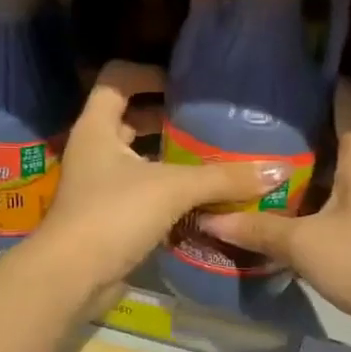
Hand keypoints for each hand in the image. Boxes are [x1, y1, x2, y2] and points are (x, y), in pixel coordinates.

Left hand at [37, 61, 287, 301]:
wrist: (72, 277)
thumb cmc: (114, 215)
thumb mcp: (173, 189)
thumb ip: (223, 177)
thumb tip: (278, 170)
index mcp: (97, 127)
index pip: (117, 79)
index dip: (148, 74)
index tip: (184, 84)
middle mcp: (94, 150)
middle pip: (130, 118)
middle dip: (167, 117)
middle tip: (208, 121)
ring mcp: (99, 185)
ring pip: (138, 158)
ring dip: (171, 157)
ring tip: (213, 156)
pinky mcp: (109, 216)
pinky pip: (143, 191)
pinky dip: (168, 190)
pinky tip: (201, 197)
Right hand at [203, 83, 350, 345]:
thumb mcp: (301, 245)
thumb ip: (254, 227)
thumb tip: (208, 219)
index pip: (343, 96)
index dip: (315, 84)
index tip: (282, 79)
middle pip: (345, 123)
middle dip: (308, 120)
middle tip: (265, 119)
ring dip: (320, 150)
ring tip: (275, 148)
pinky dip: (333, 172)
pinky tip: (302, 184)